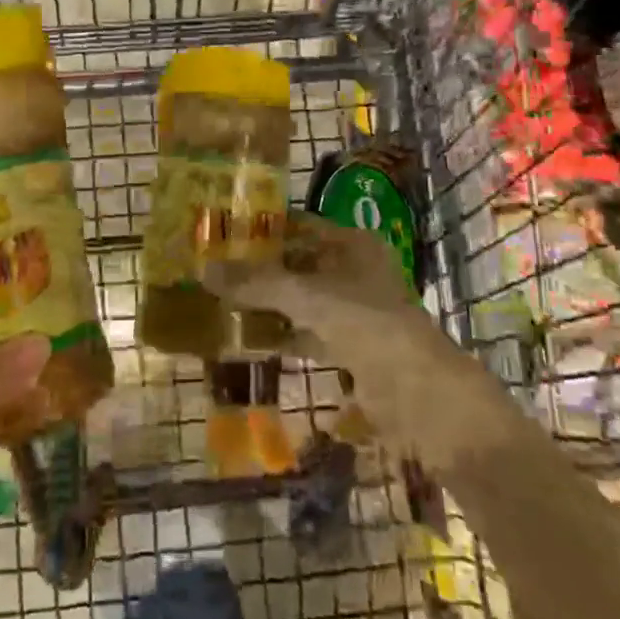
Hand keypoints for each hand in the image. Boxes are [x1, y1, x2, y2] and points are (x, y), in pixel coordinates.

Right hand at [204, 214, 484, 455]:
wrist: (417, 392)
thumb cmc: (364, 322)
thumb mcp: (305, 296)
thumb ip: (255, 283)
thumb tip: (202, 269)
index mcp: (353, 244)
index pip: (301, 226)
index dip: (265, 228)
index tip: (224, 231)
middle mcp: (355, 271)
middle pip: (300, 264)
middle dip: (262, 269)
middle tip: (216, 269)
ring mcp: (355, 311)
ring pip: (303, 300)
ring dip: (269, 304)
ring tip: (223, 302)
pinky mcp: (352, 347)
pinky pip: (308, 333)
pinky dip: (283, 335)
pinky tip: (249, 340)